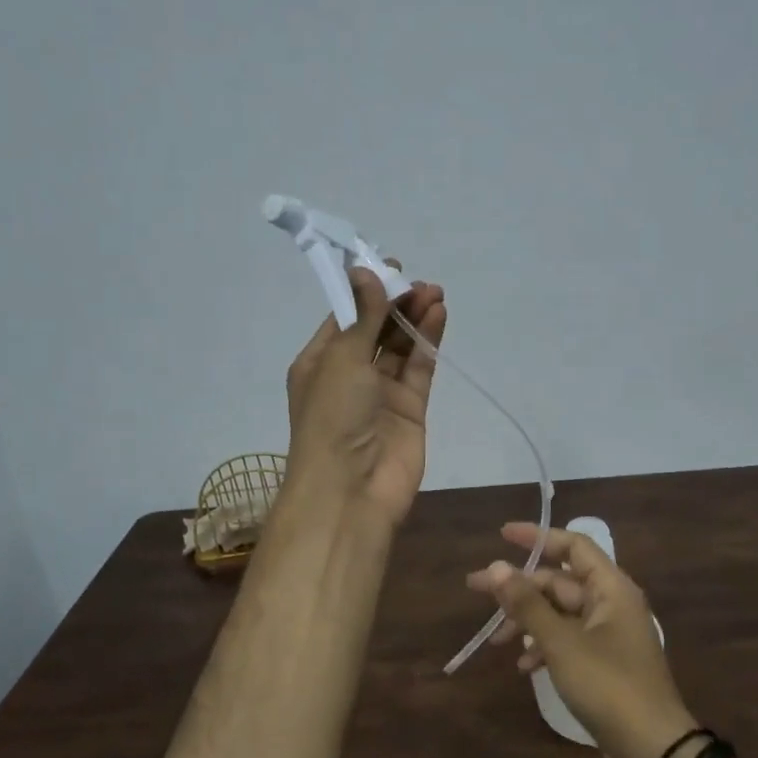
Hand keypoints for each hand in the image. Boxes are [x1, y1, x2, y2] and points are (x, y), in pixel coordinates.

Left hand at [283, 264, 446, 526]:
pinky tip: (438, 315)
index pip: (344, 318)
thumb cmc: (333, 416)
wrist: (351, 489)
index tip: (390, 268)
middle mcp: (349, 375)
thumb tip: (365, 272)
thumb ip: (362, 316)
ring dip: (414, 319)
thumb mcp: (342, 358)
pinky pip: (419, 367)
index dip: (366, 292)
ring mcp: (381, 393)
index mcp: (319, 362)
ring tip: (434, 293)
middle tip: (419, 282)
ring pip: (400, 347)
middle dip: (395, 303)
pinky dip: (428, 342)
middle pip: (375, 329)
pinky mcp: (410, 409)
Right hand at [466, 524, 698, 757]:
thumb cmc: (608, 687)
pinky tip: (524, 666)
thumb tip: (496, 567)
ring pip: (560, 614)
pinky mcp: (604, 666)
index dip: (538, 537)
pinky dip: (544, 647)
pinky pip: (567, 641)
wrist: (653, 752)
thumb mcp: (561, 642)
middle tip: (477, 589)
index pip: (573, 546)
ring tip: (497, 639)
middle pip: (560, 582)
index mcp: (611, 589)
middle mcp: (612, 605)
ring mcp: (609, 637)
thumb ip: (527, 604)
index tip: (502, 535)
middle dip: (520, 586)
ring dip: (528, 620)